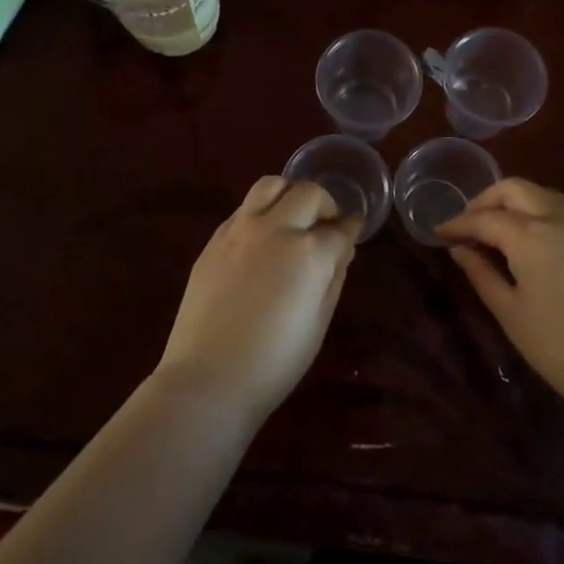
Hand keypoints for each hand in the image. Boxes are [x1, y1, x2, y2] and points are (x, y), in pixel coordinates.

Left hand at [157, 177, 360, 421]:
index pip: (340, 228)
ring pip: (271, 185)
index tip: (355, 228)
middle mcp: (276, 229)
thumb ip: (334, 277)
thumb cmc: (275, 362)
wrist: (208, 379)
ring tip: (292, 217)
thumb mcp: (319, 323)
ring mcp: (241, 229)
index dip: (352, 227)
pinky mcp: (215, 239)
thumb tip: (342, 249)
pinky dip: (261, 212)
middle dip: (325, 204)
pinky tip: (262, 238)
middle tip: (326, 225)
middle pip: (309, 193)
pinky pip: (244, 208)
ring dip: (290, 194)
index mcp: (309, 252)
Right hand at [440, 179, 563, 413]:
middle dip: (487, 200)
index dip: (458, 223)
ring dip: (517, 203)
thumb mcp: (510, 313)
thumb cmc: (559, 348)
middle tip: (469, 224)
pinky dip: (543, 216)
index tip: (439, 233)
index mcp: (530, 236)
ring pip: (545, 195)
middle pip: (516, 189)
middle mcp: (560, 219)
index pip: (484, 218)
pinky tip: (537, 244)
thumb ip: (482, 274)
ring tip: (500, 230)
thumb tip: (460, 249)